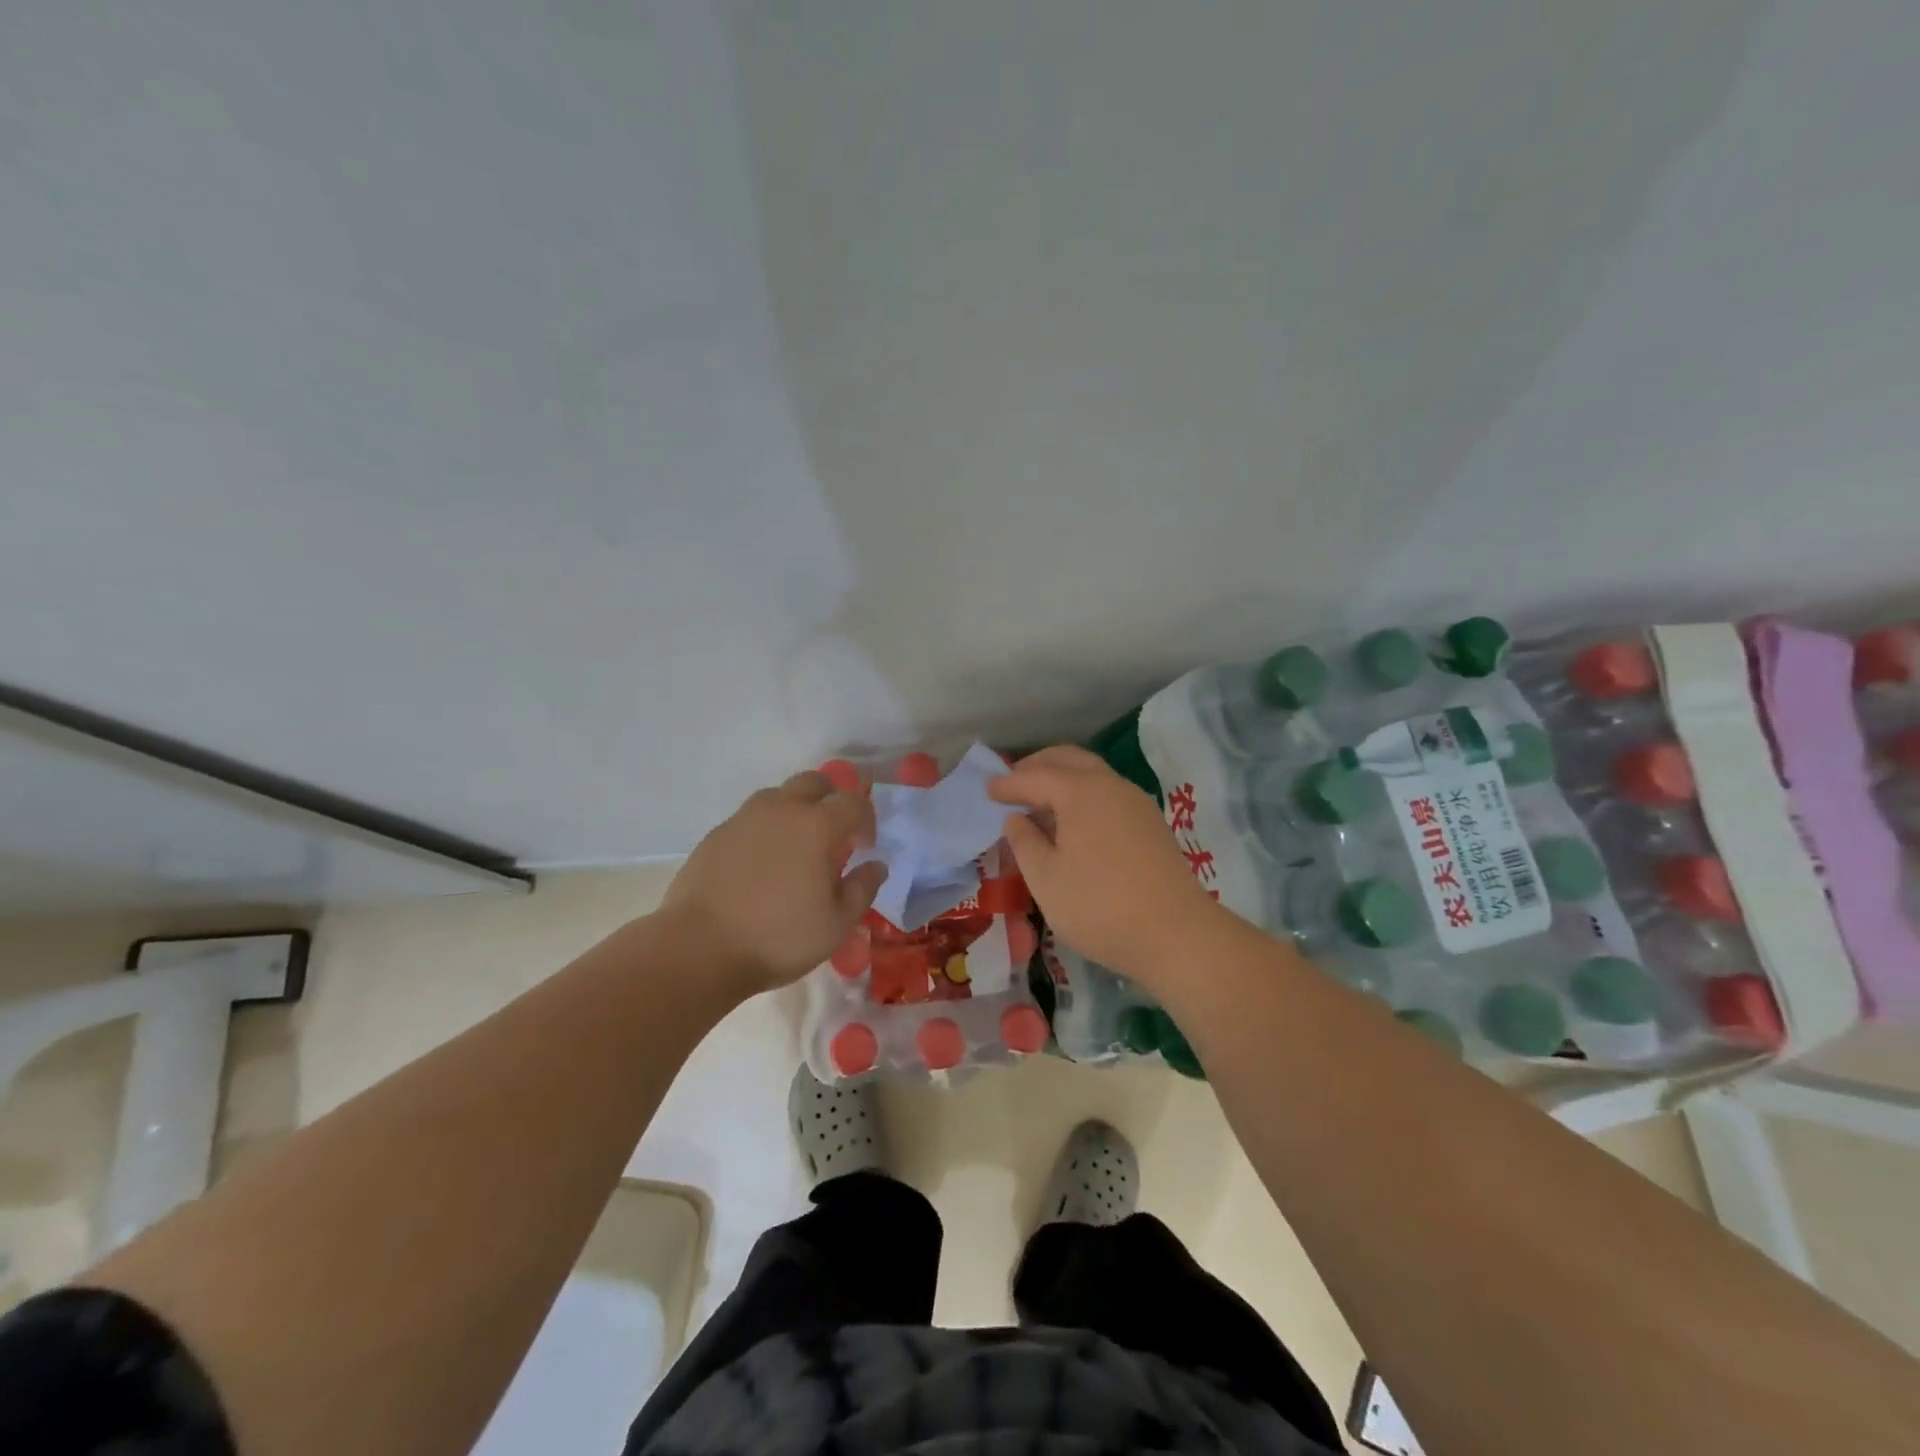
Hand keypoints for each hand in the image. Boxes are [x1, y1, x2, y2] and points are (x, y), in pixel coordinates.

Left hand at [662, 771, 887, 995]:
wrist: (698, 949)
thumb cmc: (778, 937)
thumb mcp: (836, 924)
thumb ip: (862, 890)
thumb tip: (876, 866)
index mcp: (816, 826)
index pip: (853, 802)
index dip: (866, 819)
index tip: (865, 846)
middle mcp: (781, 810)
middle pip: (813, 782)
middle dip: (831, 799)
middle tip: (834, 832)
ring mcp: (743, 820)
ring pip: (777, 795)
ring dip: (795, 810)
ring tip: (796, 846)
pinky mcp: (715, 836)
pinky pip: (749, 819)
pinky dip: (764, 830)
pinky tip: (761, 863)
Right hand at [989, 745, 1224, 988]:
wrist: (1176, 935)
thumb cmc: (1099, 906)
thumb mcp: (1045, 879)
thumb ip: (1025, 842)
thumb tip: (1017, 818)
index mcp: (1081, 792)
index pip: (1035, 776)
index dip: (1008, 783)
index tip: (986, 791)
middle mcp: (1111, 785)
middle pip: (1068, 759)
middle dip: (1037, 766)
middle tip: (1012, 784)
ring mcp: (1136, 803)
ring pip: (1092, 774)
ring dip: (1062, 778)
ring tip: (1039, 804)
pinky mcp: (1151, 823)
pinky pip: (1108, 793)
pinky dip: (1082, 794)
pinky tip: (1072, 823)